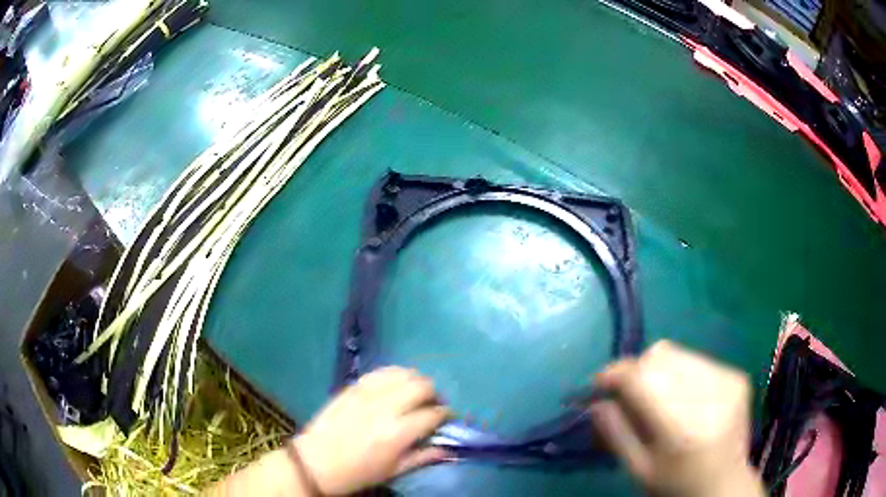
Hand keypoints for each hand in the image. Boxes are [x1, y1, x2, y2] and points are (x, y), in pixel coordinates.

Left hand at [293, 367, 450, 494]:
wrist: (315, 463)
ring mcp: (367, 394)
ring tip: (416, 393)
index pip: (433, 414)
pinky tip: (395, 384)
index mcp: (398, 433)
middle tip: (432, 404)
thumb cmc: (357, 473)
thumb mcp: (393, 471)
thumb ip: (423, 457)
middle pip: (422, 386)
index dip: (445, 414)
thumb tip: (448, 448)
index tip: (446, 418)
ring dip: (416, 380)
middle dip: (434, 394)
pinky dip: (394, 374)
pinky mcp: (352, 388)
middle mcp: (385, 408)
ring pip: (403, 373)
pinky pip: (380, 372)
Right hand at [589, 341, 763, 496]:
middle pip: (659, 356)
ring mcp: (727, 381)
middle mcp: (708, 396)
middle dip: (635, 370)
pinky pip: (697, 359)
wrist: (726, 485)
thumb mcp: (638, 469)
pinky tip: (683, 397)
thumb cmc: (677, 484)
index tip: (598, 384)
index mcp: (681, 427)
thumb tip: (597, 401)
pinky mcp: (737, 376)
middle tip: (627, 394)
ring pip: (677, 352)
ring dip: (658, 369)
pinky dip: (681, 372)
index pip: (641, 379)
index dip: (614, 374)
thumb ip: (616, 433)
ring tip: (657, 395)